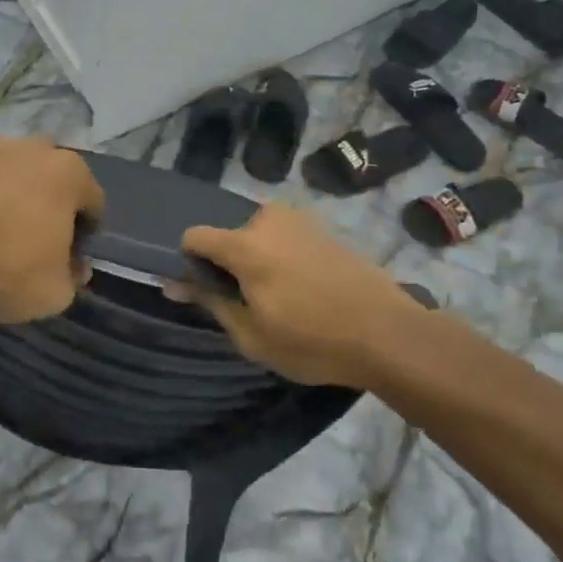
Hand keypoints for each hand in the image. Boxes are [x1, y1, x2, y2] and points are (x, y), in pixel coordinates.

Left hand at [0, 137, 103, 322]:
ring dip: (17, 194)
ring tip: (1, 231)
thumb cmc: (7, 271)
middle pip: (55, 179)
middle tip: (38, 241)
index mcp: (69, 173)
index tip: (71, 257)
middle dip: (52, 204)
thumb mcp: (56, 292)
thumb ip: (73, 276)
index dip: (86, 232)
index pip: (92, 202)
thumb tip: (74, 266)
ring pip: (17, 172)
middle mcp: (35, 148)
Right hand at [179, 204, 430, 386]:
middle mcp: (267, 220)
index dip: (190, 262)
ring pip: (259, 235)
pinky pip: (286, 237)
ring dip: (257, 258)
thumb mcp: (252, 335)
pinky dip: (283, 256)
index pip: (194, 235)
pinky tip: (305, 289)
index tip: (206, 290)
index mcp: (244, 245)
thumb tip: (173, 283)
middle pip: (229, 235)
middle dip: (229, 263)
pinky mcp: (324, 228)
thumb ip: (210, 302)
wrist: (389, 333)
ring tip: (280, 297)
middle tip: (249, 301)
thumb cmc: (312, 341)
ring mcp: (299, 220)